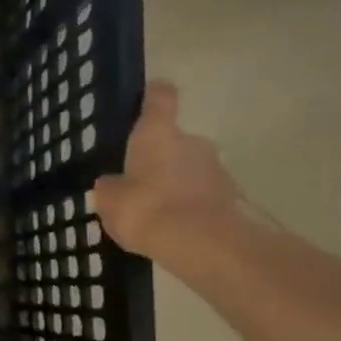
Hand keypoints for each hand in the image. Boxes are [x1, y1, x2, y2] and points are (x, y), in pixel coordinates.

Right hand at [91, 83, 243, 263]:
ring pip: (187, 168)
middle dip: (156, 158)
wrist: (203, 244)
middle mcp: (191, 140)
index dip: (150, 96)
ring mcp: (215, 167)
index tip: (142, 101)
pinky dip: (187, 204)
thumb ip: (110, 187)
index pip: (159, 97)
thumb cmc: (147, 209)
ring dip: (172, 183)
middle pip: (172, 139)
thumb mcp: (110, 201)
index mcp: (158, 134)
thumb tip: (113, 182)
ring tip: (152, 210)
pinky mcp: (230, 195)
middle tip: (134, 181)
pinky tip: (171, 227)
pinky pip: (200, 193)